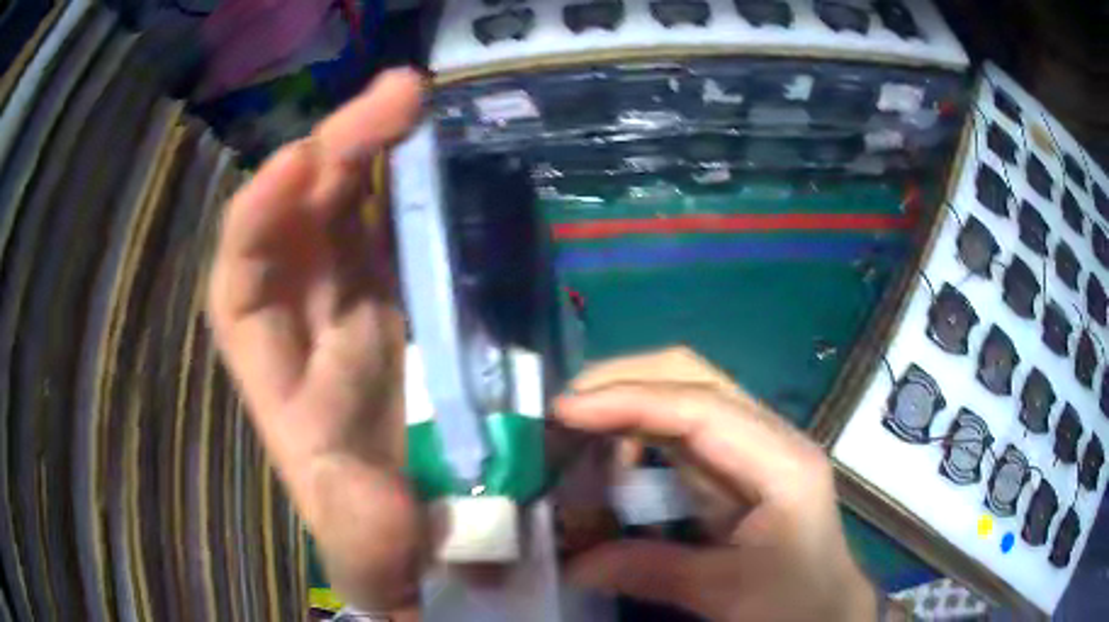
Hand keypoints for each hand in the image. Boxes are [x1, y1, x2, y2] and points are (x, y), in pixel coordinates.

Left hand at [207, 69, 424, 614]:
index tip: (297, 164)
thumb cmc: (382, 546)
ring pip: (348, 209)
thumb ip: (361, 536)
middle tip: (396, 95)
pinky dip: (407, 184)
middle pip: (300, 222)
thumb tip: (371, 496)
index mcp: (281, 385)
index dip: (258, 222)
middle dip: (334, 152)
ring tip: (413, 95)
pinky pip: (394, 228)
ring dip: (373, 148)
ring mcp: (358, 307)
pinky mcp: (404, 302)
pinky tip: (431, 144)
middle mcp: (308, 329)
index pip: (240, 288)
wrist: (425, 545)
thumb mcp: (369, 555)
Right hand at [555, 348, 876, 621]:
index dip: (628, 400)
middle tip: (563, 411)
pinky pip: (679, 432)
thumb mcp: (726, 594)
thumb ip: (652, 571)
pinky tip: (610, 464)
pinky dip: (638, 435)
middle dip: (624, 382)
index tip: (563, 410)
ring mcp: (753, 448)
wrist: (828, 609)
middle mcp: (769, 438)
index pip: (699, 407)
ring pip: (683, 396)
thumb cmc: (794, 602)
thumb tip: (571, 562)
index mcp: (781, 462)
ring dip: (626, 405)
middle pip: (694, 377)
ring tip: (576, 436)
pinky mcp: (736, 466)